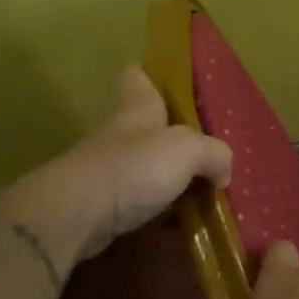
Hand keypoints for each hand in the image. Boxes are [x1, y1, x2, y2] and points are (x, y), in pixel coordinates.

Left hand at [1, 66, 231, 280]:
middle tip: (205, 150)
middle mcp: (121, 133)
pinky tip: (179, 223)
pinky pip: (138, 201)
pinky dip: (157, 210)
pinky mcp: (102, 204)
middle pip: (146, 124)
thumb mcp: (188, 150)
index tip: (171, 83)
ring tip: (201, 191)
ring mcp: (108, 169)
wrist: (76, 215)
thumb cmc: (134, 167)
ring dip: (168, 177)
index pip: (137, 75)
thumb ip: (215, 154)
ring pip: (144, 165)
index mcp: (138, 108)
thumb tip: (223, 173)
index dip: (152, 74)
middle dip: (172, 136)